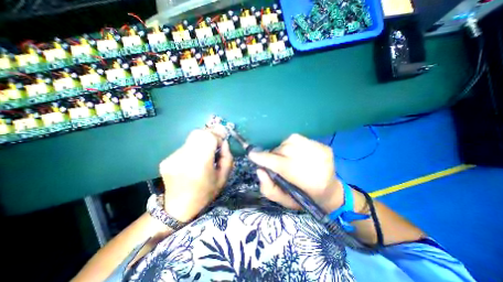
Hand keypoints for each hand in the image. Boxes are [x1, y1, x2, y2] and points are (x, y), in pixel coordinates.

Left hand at [159, 127, 232, 222]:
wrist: (178, 208)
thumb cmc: (205, 193)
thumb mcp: (223, 178)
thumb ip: (227, 157)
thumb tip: (224, 143)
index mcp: (200, 164)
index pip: (208, 137)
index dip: (217, 136)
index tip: (222, 142)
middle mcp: (184, 158)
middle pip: (198, 133)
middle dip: (210, 135)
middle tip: (215, 144)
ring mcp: (172, 158)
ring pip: (191, 139)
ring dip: (201, 142)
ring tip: (204, 155)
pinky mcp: (166, 159)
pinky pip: (184, 147)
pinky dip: (193, 149)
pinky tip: (193, 161)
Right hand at [249, 134, 344, 210]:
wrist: (329, 191)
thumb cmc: (303, 198)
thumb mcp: (283, 201)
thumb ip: (268, 188)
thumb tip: (260, 170)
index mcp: (309, 184)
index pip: (282, 165)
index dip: (265, 159)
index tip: (252, 155)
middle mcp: (318, 165)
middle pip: (285, 150)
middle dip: (274, 154)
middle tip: (274, 162)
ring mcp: (323, 152)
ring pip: (291, 141)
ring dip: (282, 148)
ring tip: (285, 157)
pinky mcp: (324, 146)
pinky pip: (299, 138)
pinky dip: (291, 144)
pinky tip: (295, 153)